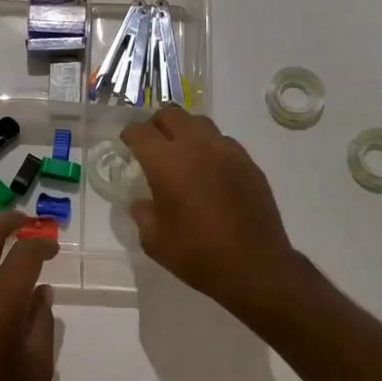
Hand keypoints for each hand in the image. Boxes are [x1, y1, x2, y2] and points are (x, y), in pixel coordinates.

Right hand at [121, 106, 300, 319]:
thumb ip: (143, 214)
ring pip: (200, 123)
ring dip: (186, 131)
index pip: (140, 131)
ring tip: (183, 153)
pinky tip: (210, 171)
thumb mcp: (154, 240)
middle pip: (171, 114)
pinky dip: (211, 148)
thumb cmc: (197, 254)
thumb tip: (142, 202)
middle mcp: (196, 146)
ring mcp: (226, 151)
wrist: (254, 265)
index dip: (129, 135)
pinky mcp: (249, 163)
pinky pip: (224, 142)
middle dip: (157, 124)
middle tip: (153, 144)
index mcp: (166, 161)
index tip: (127, 144)